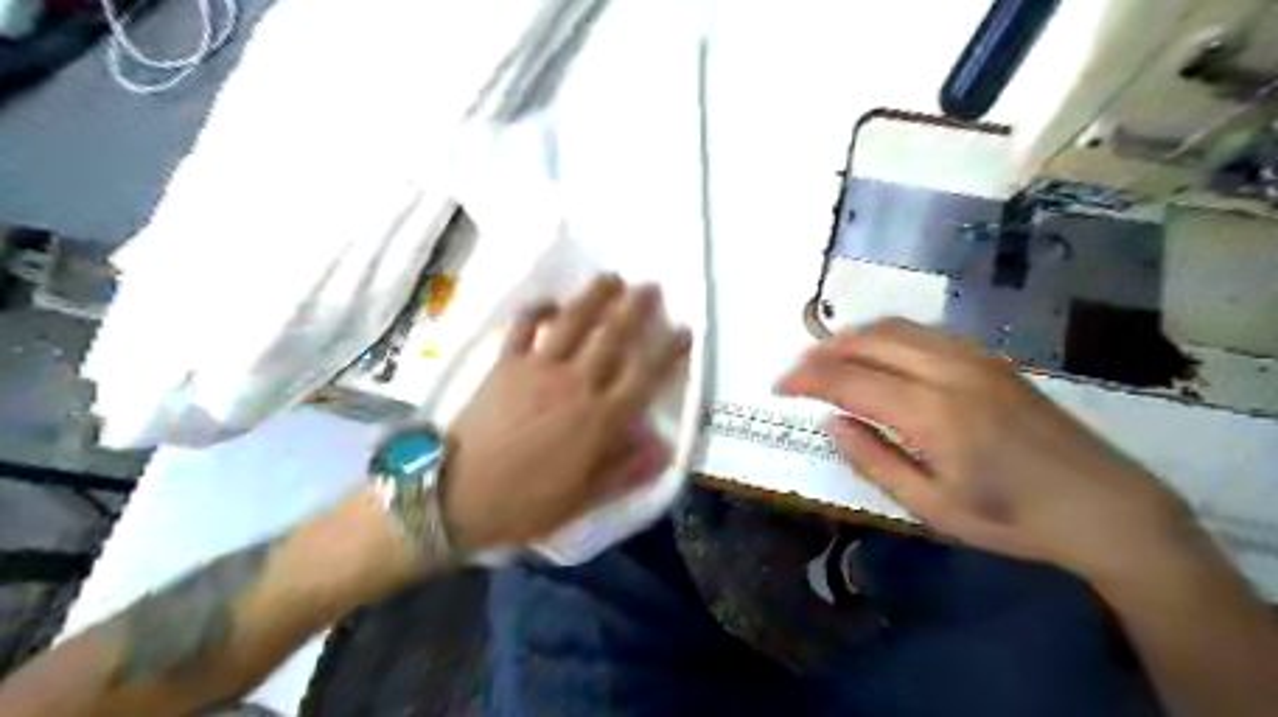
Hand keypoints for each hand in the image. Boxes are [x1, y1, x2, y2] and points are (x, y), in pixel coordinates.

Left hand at [445, 275, 695, 549]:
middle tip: (651, 286)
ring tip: (611, 278)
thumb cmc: (527, 503)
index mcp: (600, 419)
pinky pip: (524, 326)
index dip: (669, 350)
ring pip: (573, 321)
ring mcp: (538, 368)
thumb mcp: (585, 499)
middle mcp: (575, 384)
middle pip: (612, 336)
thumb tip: (665, 446)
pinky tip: (551, 302)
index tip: (685, 329)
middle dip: (636, 308)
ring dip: (595, 296)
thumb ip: (627, 470)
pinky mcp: (505, 363)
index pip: (645, 376)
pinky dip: (538, 309)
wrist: (458, 497)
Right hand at [780, 320, 1198, 581]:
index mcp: (932, 413)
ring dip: (852, 337)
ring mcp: (974, 358)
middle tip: (797, 373)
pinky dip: (886, 335)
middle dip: (822, 352)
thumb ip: (874, 459)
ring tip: (827, 359)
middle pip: (868, 340)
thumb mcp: (931, 506)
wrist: (1105, 506)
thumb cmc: (1012, 519)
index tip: (779, 386)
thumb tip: (832, 422)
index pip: (849, 379)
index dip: (806, 379)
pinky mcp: (989, 358)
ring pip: (895, 327)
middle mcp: (949, 371)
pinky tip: (877, 355)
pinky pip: (923, 331)